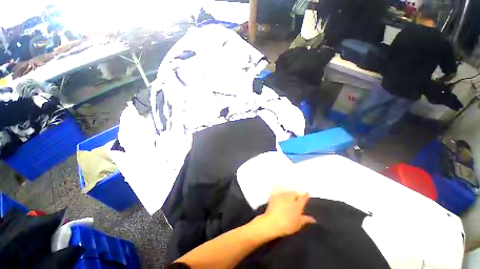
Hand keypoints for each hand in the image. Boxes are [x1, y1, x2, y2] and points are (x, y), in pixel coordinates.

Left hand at [252, 191, 316, 239]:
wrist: (272, 222)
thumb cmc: (287, 225)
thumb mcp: (298, 224)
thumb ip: (305, 219)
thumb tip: (313, 219)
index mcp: (297, 205)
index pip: (303, 197)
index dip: (305, 195)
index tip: (307, 194)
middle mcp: (290, 198)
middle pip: (294, 193)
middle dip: (296, 195)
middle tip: (297, 199)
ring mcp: (281, 196)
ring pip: (287, 192)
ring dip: (289, 194)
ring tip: (289, 199)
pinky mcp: (274, 196)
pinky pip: (279, 192)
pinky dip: (281, 194)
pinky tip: (281, 198)